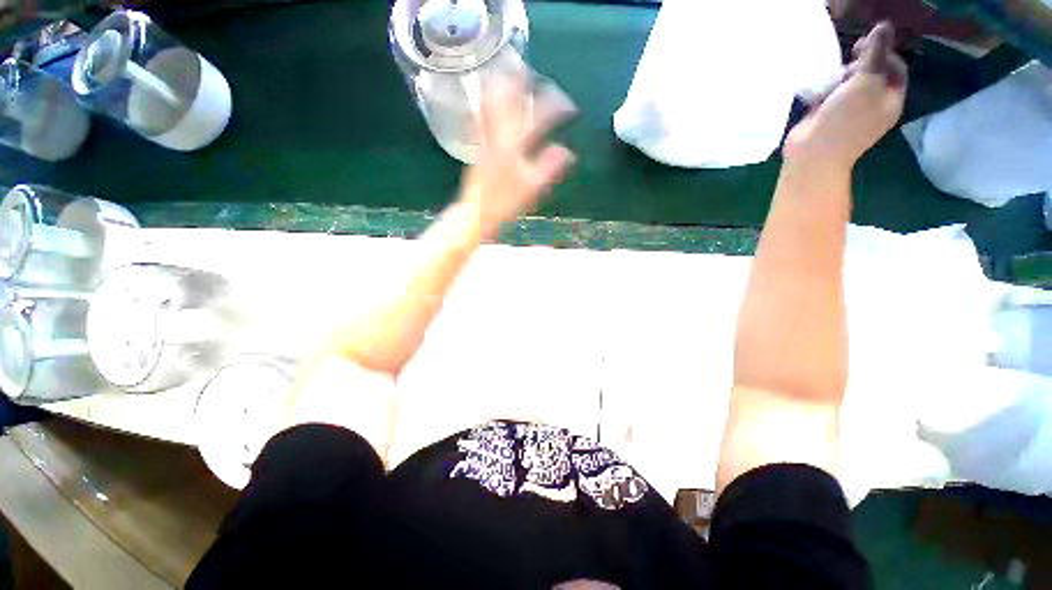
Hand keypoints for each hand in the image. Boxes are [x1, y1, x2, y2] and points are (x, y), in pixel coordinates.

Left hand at [457, 73, 576, 237]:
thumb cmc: (504, 203)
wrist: (476, 212)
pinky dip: (492, 101)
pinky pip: (485, 115)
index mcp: (514, 145)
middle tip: (534, 74)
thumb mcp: (531, 188)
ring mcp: (486, 138)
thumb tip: (568, 152)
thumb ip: (549, 167)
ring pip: (491, 102)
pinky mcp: (480, 145)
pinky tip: (497, 101)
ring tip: (513, 77)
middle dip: (522, 82)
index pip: (539, 118)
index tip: (569, 106)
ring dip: (503, 87)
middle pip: (508, 98)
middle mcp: (498, 135)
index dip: (556, 108)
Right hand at [785, 22, 906, 169]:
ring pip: (849, 83)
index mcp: (891, 100)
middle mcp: (874, 105)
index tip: (860, 48)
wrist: (813, 155)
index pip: (895, 67)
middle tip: (845, 66)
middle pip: (872, 73)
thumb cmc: (844, 121)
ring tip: (829, 84)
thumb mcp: (865, 83)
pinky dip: (825, 91)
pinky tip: (818, 95)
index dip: (881, 52)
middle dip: (858, 65)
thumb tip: (884, 27)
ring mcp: (850, 112)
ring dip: (839, 79)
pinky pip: (831, 95)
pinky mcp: (828, 117)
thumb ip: (874, 54)